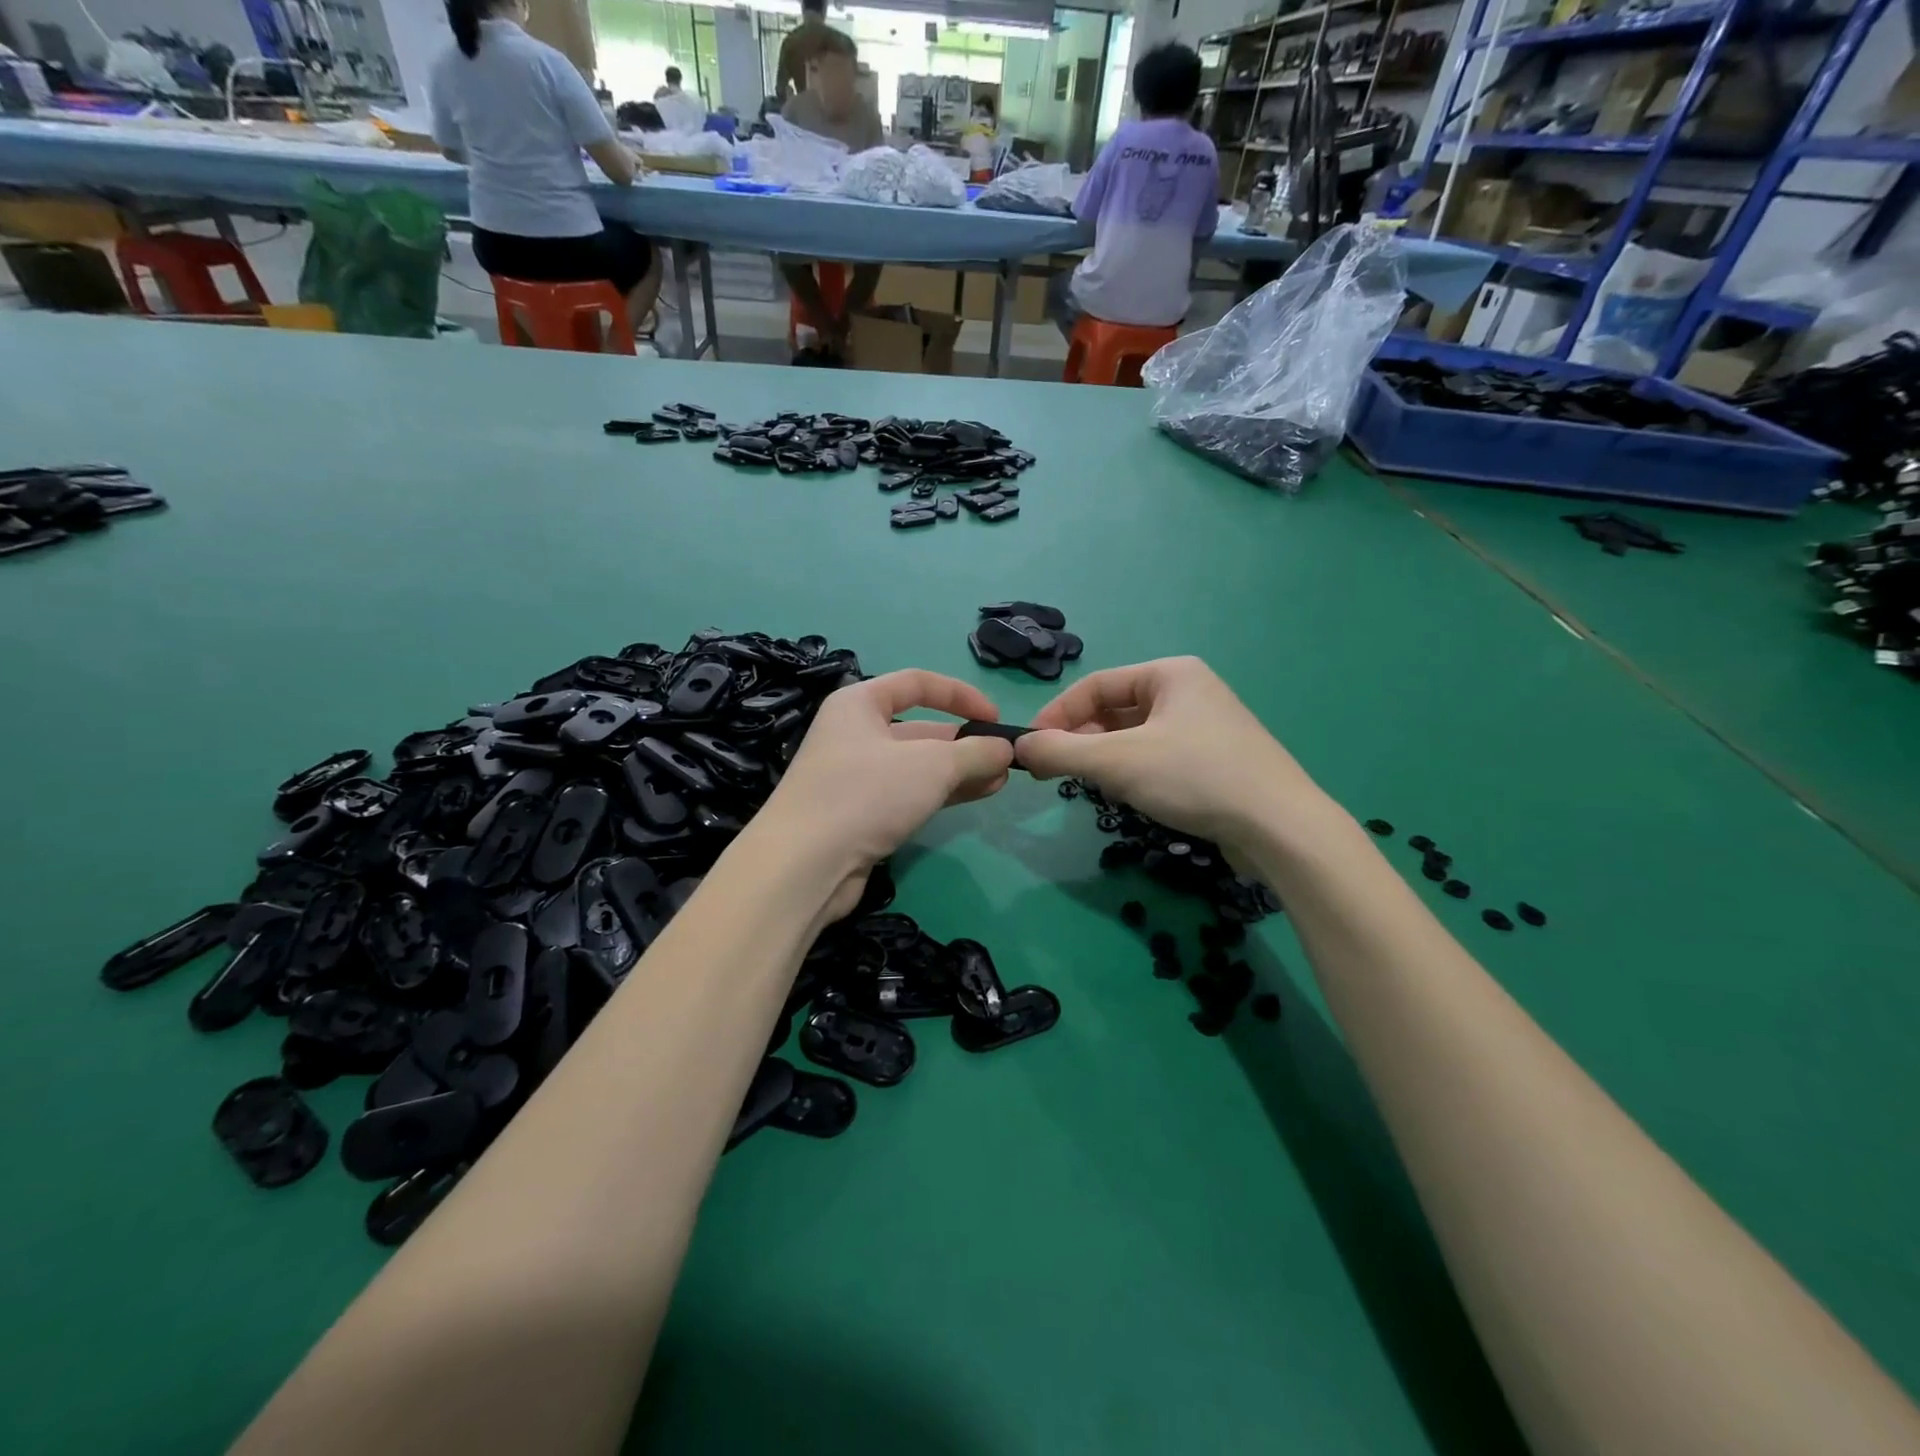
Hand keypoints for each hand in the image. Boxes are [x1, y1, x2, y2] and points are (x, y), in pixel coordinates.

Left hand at [757, 670, 1015, 901]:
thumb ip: (974, 752)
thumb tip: (1005, 748)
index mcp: (860, 704)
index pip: (917, 683)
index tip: (996, 718)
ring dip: (959, 770)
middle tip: (1005, 760)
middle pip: (921, 728)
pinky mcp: (860, 814)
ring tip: (1000, 780)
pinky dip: (942, 793)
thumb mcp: (931, 765)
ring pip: (918, 765)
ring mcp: (856, 776)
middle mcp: (855, 734)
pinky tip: (976, 795)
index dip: (961, 695)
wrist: (804, 866)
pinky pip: (910, 793)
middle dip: (964, 742)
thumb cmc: (866, 794)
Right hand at [1014, 657, 1328, 855]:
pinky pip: (1158, 756)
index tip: (1031, 747)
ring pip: (1135, 736)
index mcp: (1170, 673)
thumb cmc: (1195, 777)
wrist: (1279, 827)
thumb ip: (1062, 752)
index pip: (1096, 685)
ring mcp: (1206, 727)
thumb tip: (1020, 746)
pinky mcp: (1215, 760)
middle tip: (1056, 772)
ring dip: (1106, 758)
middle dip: (1082, 740)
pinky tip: (1131, 796)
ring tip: (1092, 785)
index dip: (1057, 715)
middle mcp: (1189, 691)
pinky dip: (1134, 772)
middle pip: (1115, 710)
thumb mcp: (1118, 762)